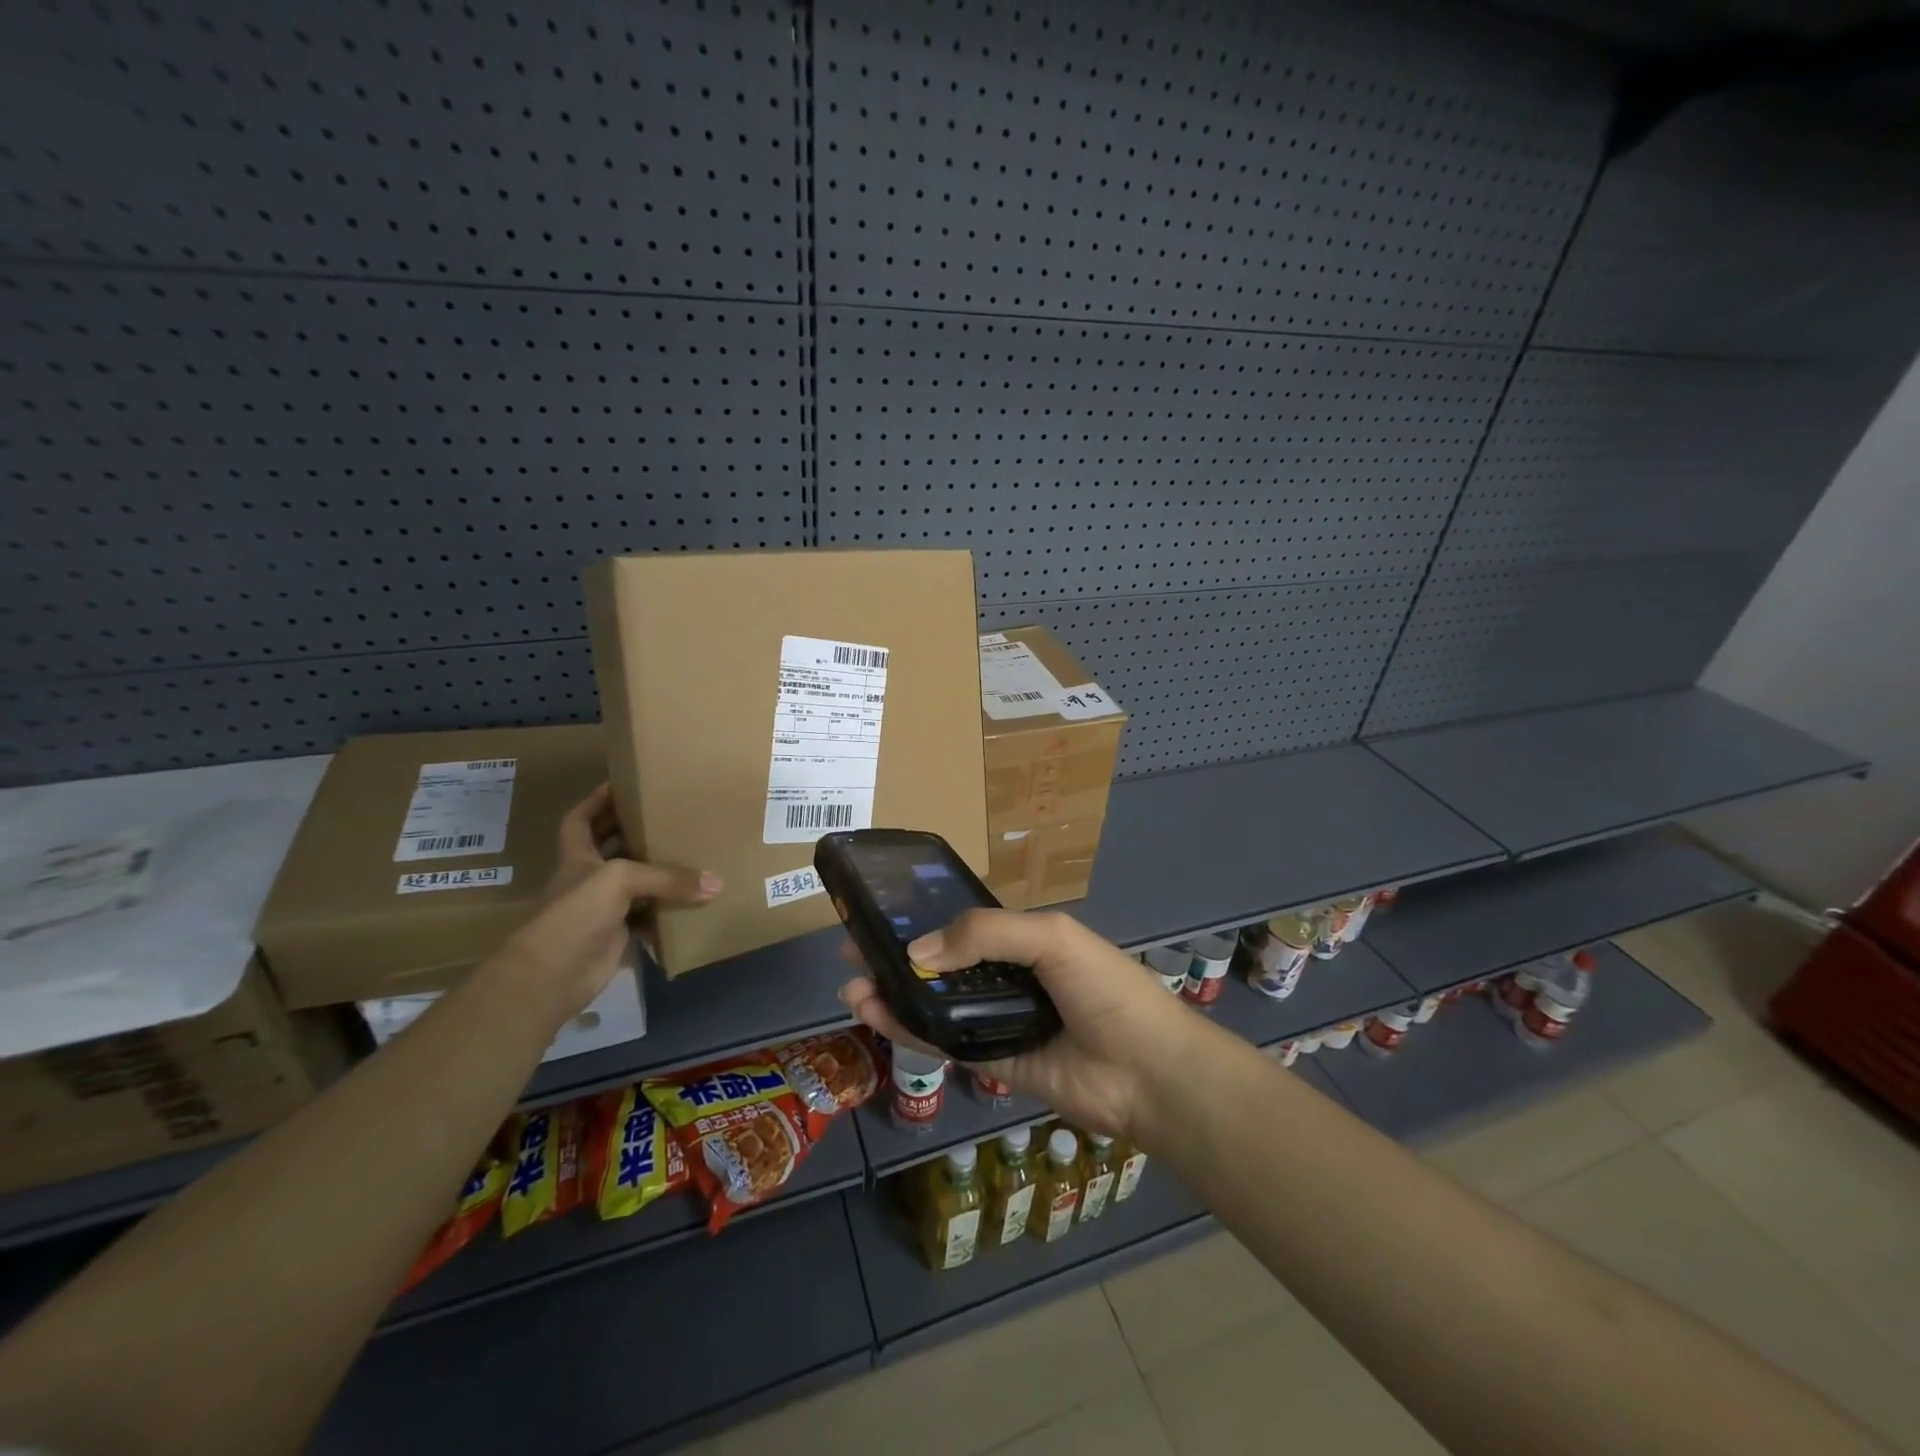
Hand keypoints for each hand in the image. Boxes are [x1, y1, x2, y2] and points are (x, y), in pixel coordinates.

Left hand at [493, 785, 719, 1019]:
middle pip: (612, 847)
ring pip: (635, 883)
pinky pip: (648, 917)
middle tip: (672, 816)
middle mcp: (588, 877)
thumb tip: (716, 884)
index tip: (624, 784)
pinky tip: (693, 903)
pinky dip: (667, 913)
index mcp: (577, 855)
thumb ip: (668, 878)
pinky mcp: (617, 935)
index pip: (580, 819)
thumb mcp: (621, 880)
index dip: (597, 800)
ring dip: (659, 873)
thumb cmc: (575, 913)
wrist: (552, 976)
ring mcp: (602, 908)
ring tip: (693, 853)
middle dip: (637, 832)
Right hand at [839, 909, 1202, 1143]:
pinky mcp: (994, 1064)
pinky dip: (911, 1031)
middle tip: (852, 951)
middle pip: (942, 965)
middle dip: (897, 957)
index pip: (963, 925)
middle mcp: (1008, 978)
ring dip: (894, 995)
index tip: (879, 915)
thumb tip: (916, 951)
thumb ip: (984, 934)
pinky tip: (878, 1017)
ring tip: (853, 986)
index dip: (923, 919)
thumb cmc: (1104, 989)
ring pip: (936, 1005)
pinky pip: (946, 1043)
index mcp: (1025, 941)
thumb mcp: (1050, 937)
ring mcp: (999, 1022)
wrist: (1147, 1072)